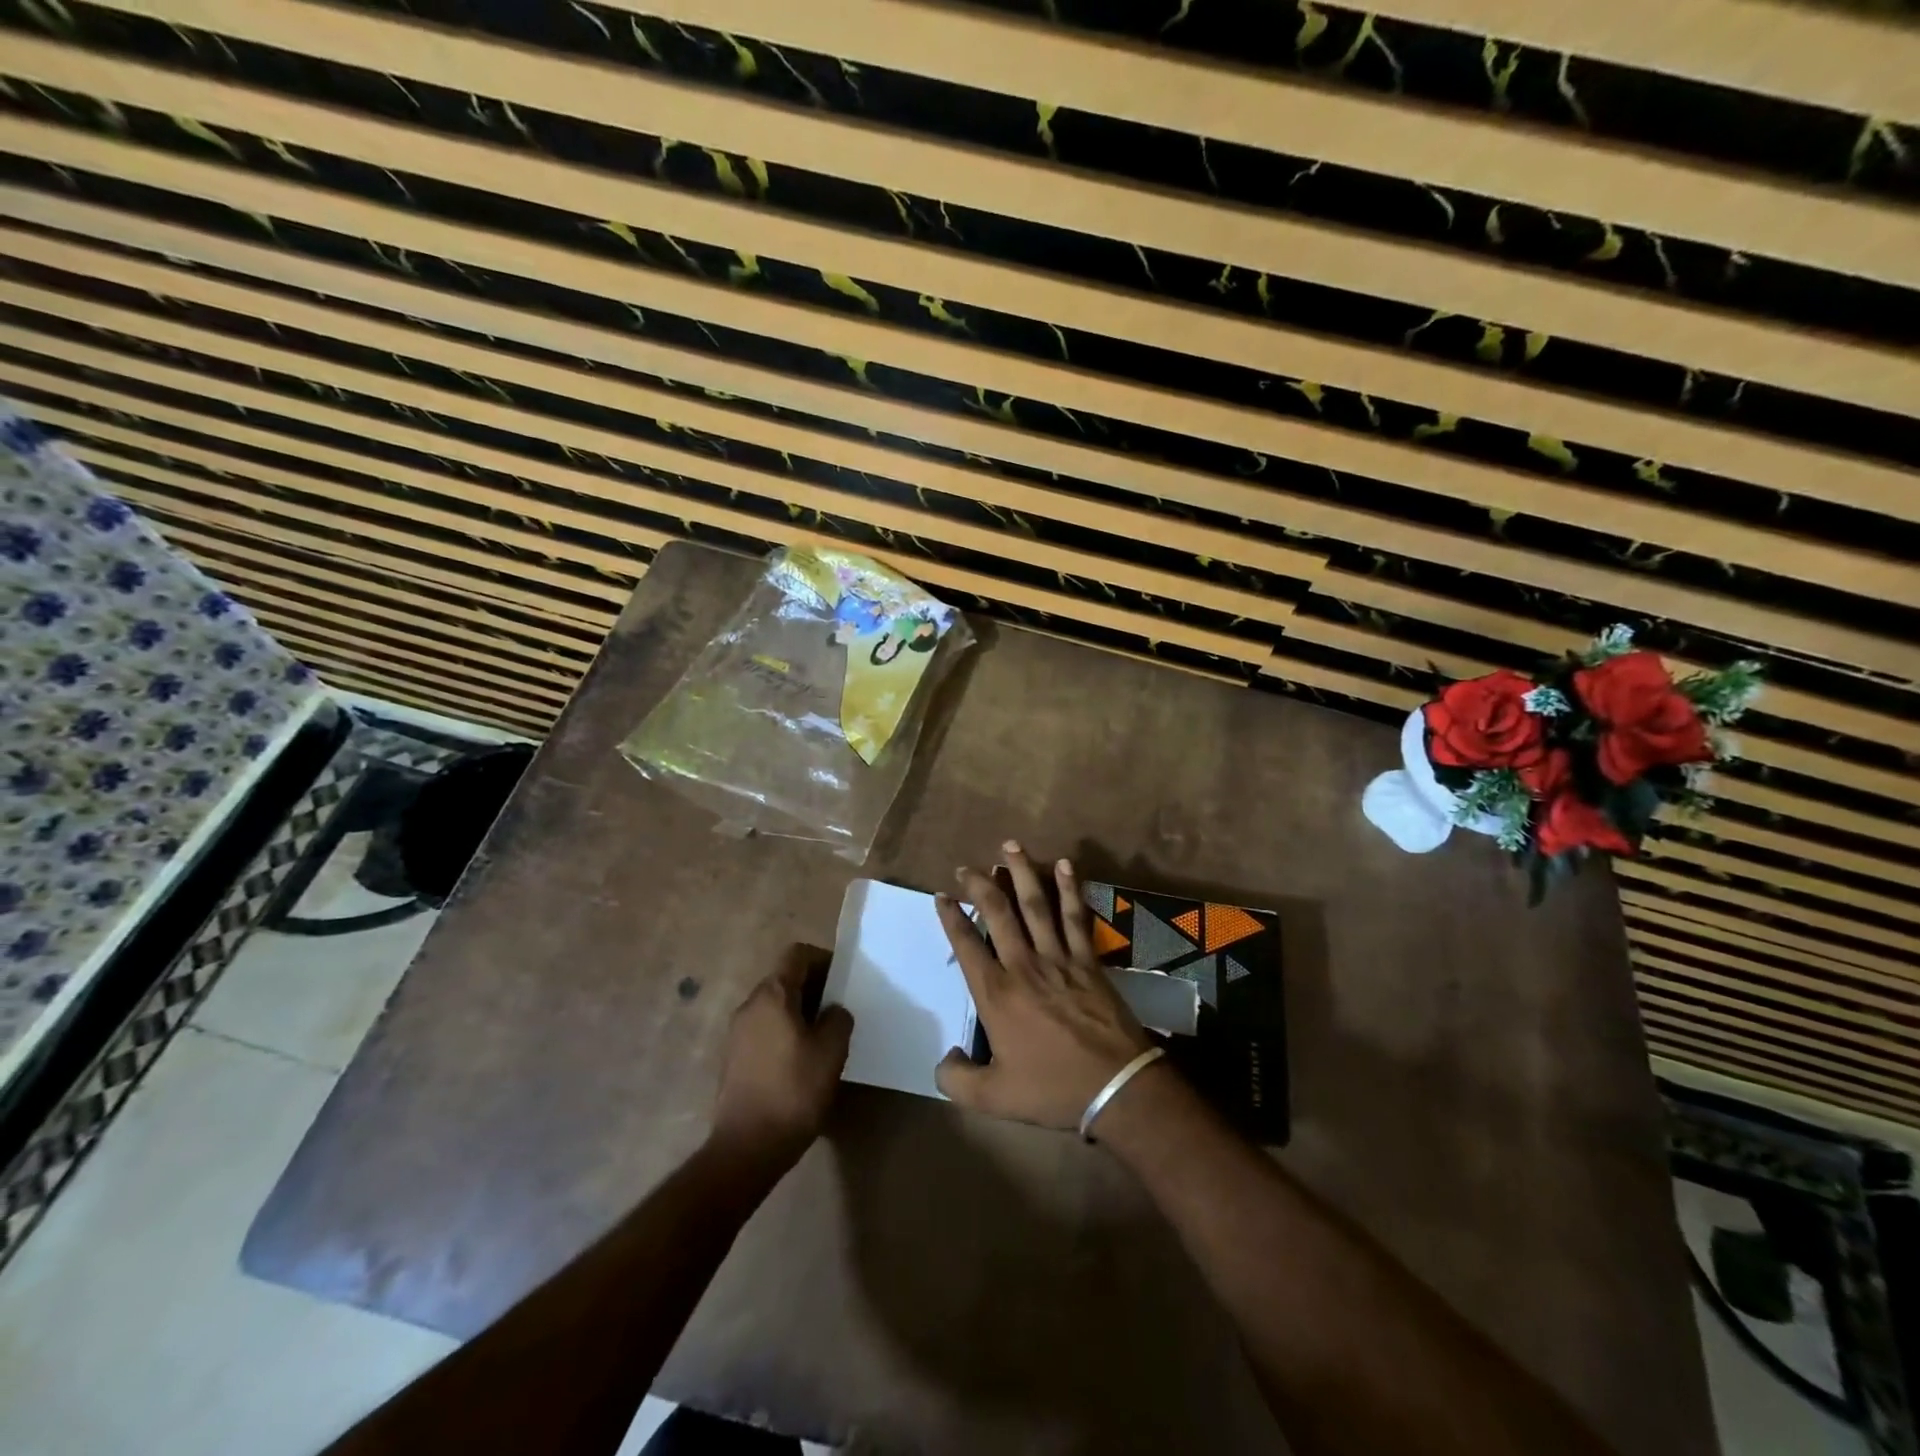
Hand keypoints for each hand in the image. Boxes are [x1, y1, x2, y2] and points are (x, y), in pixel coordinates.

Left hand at [710, 946, 853, 1166]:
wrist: (746, 1148)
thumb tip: (833, 1010)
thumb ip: (838, 1019)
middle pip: (785, 979)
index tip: (844, 982)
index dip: (824, 960)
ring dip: (800, 1012)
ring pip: (774, 1006)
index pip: (798, 955)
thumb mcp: (831, 1051)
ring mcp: (737, 1032)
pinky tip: (802, 1061)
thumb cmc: (794, 1091)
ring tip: (824, 1037)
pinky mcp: (733, 1058)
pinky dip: (785, 1032)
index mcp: (772, 995)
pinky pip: (764, 1029)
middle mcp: (749, 1005)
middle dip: (814, 988)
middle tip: (839, 1011)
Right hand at [935, 843, 1153, 1129]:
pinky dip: (1069, 889)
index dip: (951, 917)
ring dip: (1021, 873)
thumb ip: (957, 1079)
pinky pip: (1075, 916)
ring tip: (1010, 846)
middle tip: (966, 866)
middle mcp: (1023, 965)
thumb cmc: (1052, 1089)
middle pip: (997, 913)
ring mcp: (1058, 958)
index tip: (941, 895)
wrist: (1115, 1086)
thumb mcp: (993, 1097)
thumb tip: (944, 1058)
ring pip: (1035, 905)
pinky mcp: (1088, 960)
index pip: (966, 944)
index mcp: (996, 994)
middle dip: (979, 884)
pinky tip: (1064, 865)